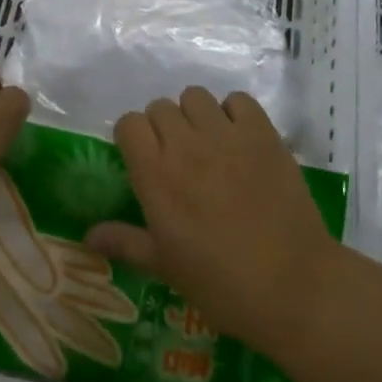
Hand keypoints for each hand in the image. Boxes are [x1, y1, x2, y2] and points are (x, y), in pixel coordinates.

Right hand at [85, 87, 336, 354]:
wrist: (293, 286)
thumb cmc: (221, 283)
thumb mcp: (165, 266)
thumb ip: (125, 242)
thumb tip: (87, 236)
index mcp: (155, 175)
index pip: (129, 123)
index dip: (133, 137)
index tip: (143, 159)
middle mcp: (186, 144)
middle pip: (160, 106)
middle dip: (163, 127)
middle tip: (178, 158)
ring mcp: (226, 135)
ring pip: (196, 96)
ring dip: (195, 115)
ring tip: (208, 144)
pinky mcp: (263, 133)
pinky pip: (238, 100)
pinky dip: (234, 113)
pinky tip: (239, 140)